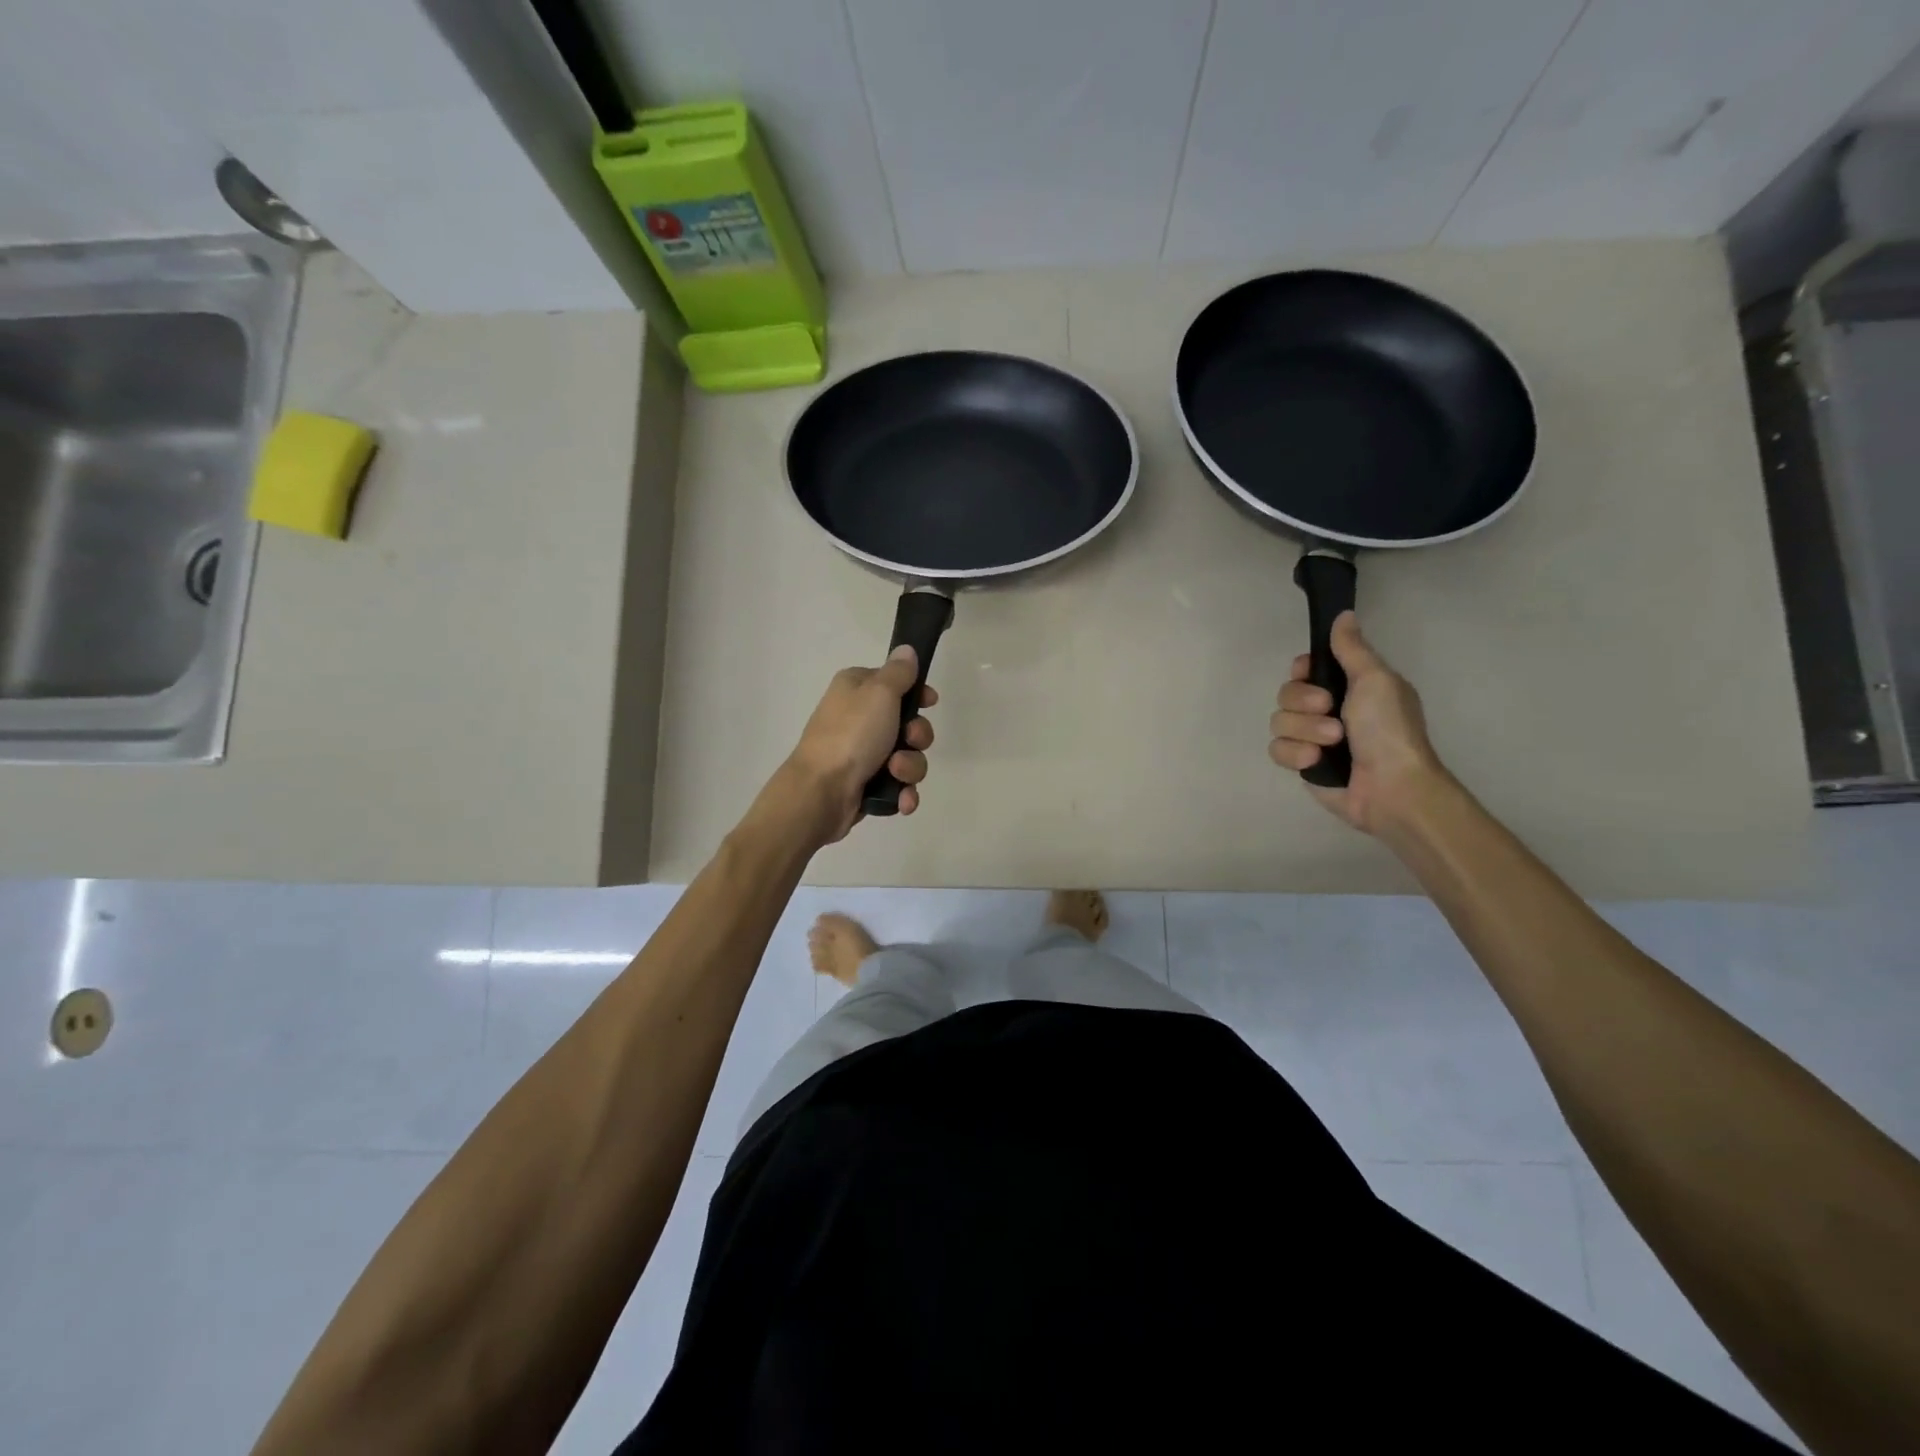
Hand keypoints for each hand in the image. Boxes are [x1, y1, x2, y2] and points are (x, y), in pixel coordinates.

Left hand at [778, 646, 936, 844]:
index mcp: (856, 689)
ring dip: (910, 767)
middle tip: (909, 740)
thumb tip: (906, 650)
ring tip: (895, 773)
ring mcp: (862, 754)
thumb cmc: (851, 734)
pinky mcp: (866, 784)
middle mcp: (858, 719)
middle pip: (908, 724)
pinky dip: (903, 792)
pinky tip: (901, 799)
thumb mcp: (879, 693)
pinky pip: (898, 785)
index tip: (929, 702)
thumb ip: (898, 672)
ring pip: (907, 757)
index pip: (895, 683)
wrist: (821, 791)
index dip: (917, 693)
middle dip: (917, 737)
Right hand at [1269, 612, 1447, 834]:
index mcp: (1348, 686)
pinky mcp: (1302, 764)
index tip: (1310, 674)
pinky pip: (1277, 750)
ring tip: (1331, 743)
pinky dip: (1296, 754)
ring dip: (1305, 731)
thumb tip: (1343, 615)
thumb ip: (1352, 649)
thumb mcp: (1376, 680)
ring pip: (1279, 722)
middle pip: (1286, 693)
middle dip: (1304, 702)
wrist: (1391, 787)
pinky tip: (1316, 762)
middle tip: (1330, 710)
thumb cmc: (1389, 730)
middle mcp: (1327, 710)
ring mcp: (1312, 738)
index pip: (1304, 668)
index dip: (1302, 671)